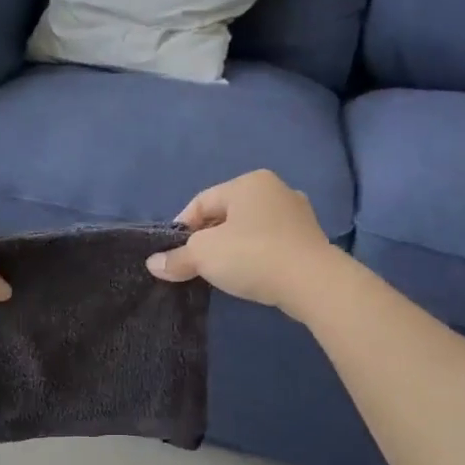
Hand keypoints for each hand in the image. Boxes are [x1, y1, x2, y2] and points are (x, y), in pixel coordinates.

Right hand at [146, 170, 337, 309]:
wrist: (312, 282)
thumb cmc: (252, 255)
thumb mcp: (204, 255)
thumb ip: (177, 258)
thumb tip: (153, 264)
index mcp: (248, 182)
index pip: (202, 201)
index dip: (182, 227)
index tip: (173, 253)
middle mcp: (275, 189)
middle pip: (227, 214)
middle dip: (208, 238)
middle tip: (194, 264)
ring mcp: (297, 214)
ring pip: (250, 229)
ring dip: (232, 247)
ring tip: (221, 272)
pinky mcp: (310, 239)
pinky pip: (271, 243)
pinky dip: (255, 256)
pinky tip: (249, 275)